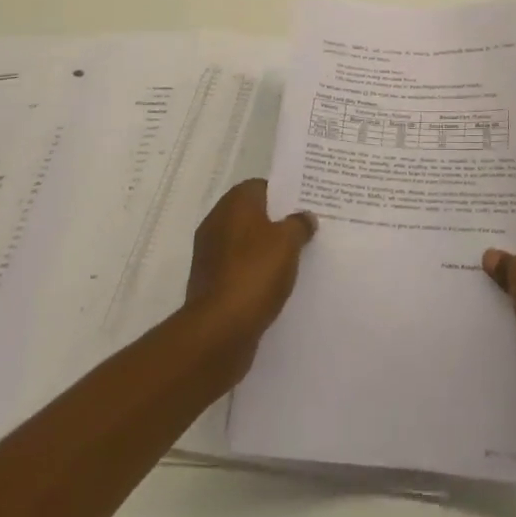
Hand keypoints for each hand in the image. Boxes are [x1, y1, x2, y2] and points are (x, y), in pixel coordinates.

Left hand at [182, 179, 315, 384]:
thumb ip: (299, 224)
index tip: (304, 206)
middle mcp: (217, 223)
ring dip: (266, 250)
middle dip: (277, 223)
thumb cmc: (255, 273)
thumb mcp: (289, 241)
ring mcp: (210, 255)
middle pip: (253, 215)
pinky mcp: (210, 284)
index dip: (283, 195)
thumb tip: (304, 217)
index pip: (261, 186)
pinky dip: (255, 273)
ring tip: (295, 259)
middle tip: (305, 231)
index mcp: (234, 204)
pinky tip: (275, 284)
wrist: (219, 330)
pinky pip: (239, 269)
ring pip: (246, 244)